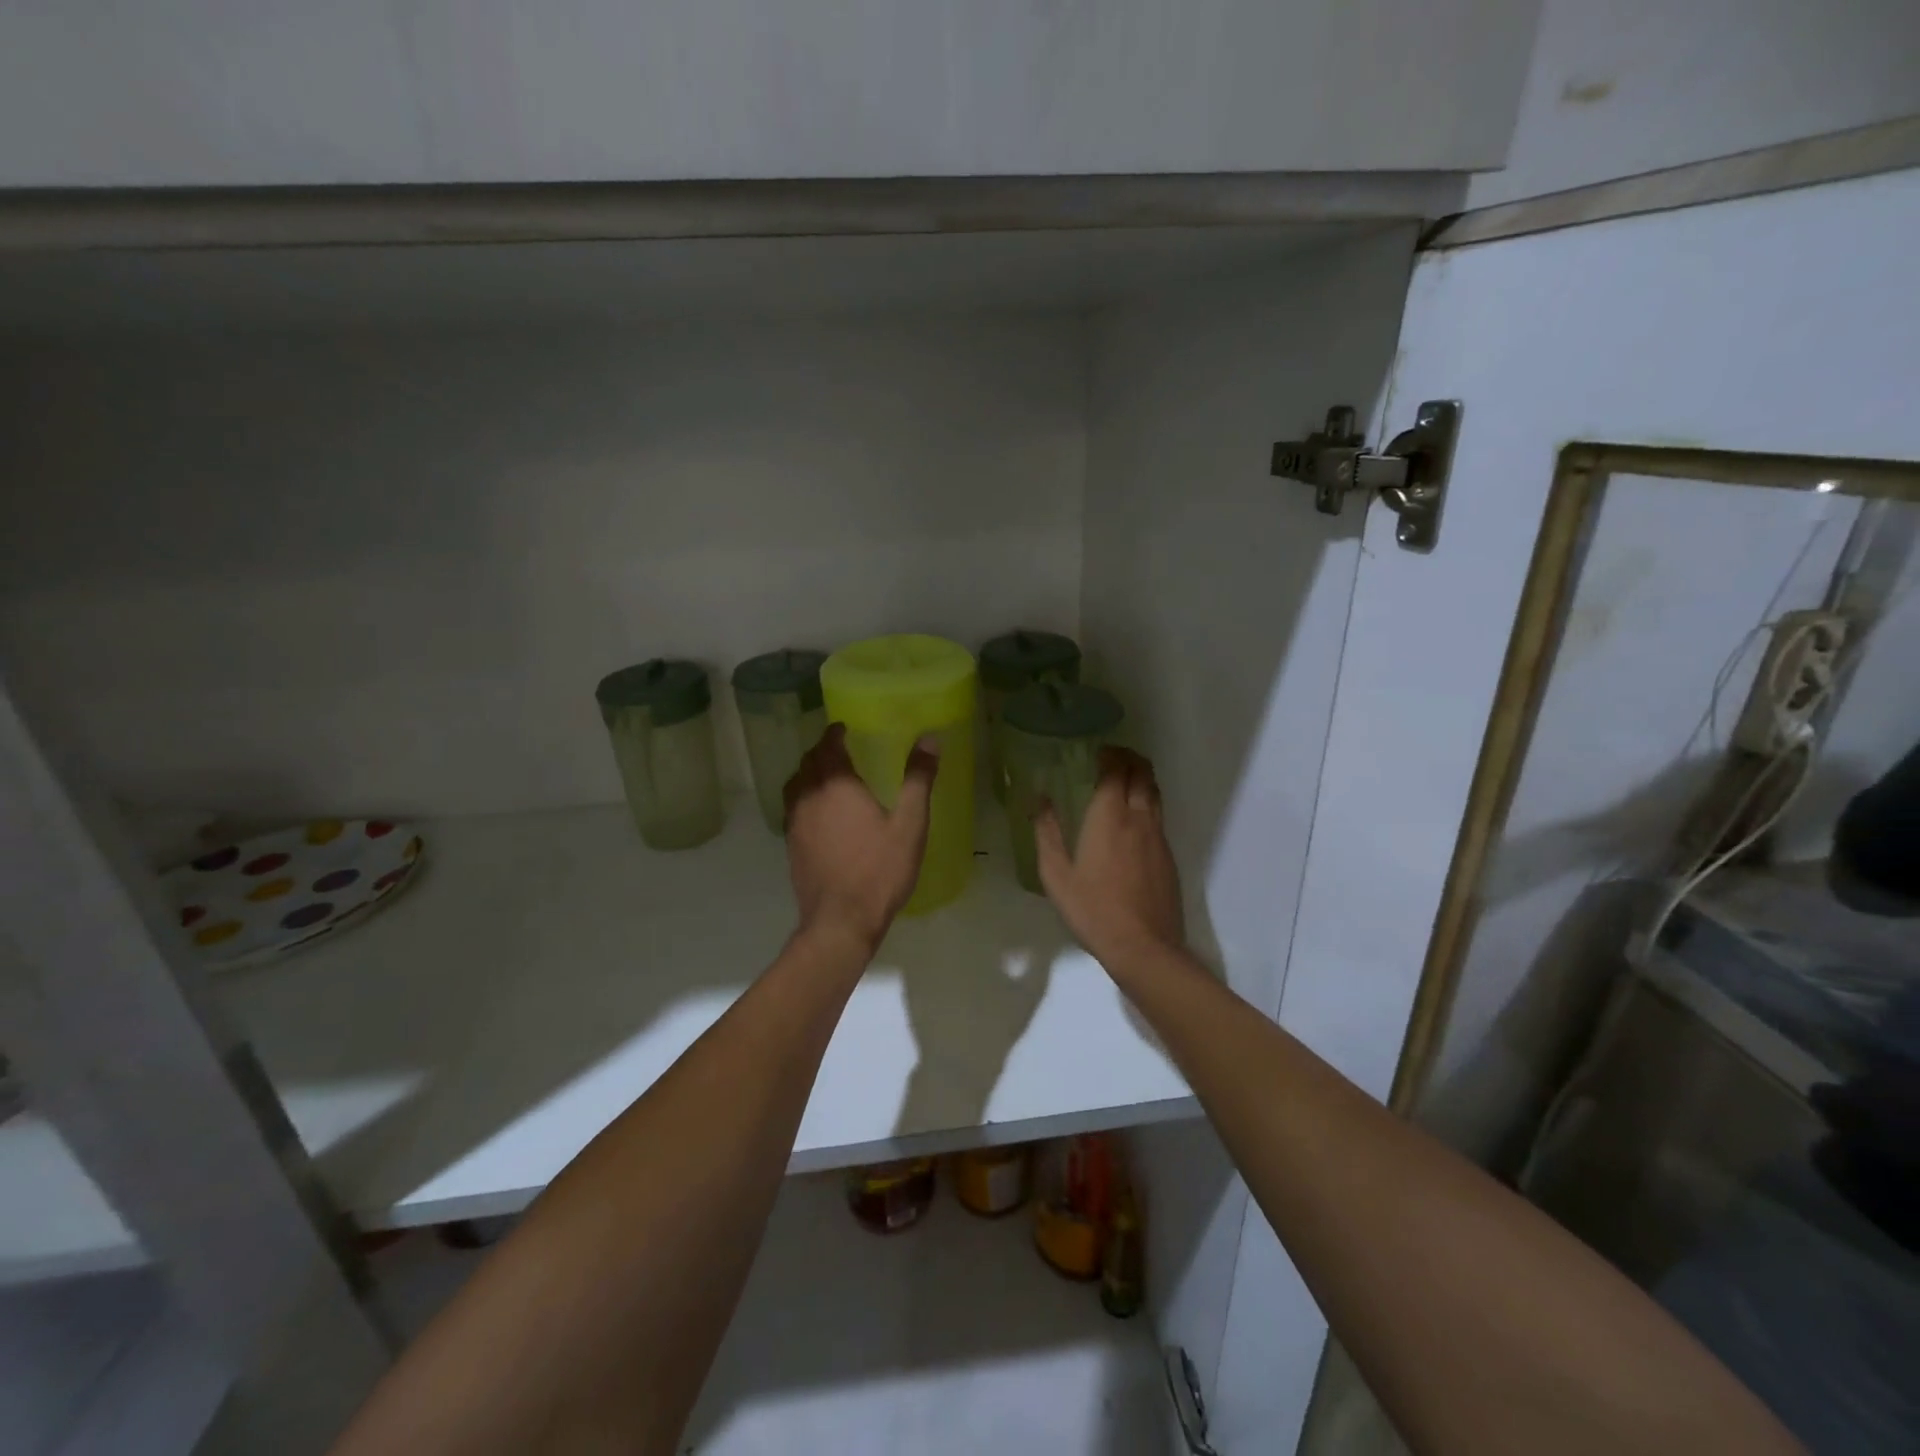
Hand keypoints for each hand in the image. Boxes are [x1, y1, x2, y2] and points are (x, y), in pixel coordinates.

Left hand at [784, 723, 938, 954]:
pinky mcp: (791, 845)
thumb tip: (929, 738)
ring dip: (809, 772)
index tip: (843, 728)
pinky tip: (819, 811)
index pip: (828, 746)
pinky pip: (793, 808)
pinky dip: (804, 797)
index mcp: (836, 785)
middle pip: (808, 762)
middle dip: (822, 750)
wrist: (840, 920)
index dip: (834, 733)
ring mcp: (795, 822)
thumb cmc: (880, 869)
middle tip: (839, 748)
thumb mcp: (910, 824)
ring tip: (826, 774)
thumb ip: (918, 779)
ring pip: (795, 784)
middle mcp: (809, 796)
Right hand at [1035, 746, 1184, 966]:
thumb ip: (1047, 832)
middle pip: (1142, 773)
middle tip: (1112, 757)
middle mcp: (1138, 818)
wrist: (1143, 947)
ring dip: (1141, 777)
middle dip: (1129, 758)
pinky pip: (1159, 815)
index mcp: (1109, 817)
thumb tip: (1039, 799)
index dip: (1109, 755)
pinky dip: (1147, 801)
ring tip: (1125, 778)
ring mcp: (1158, 836)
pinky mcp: (1168, 855)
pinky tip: (1134, 817)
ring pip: (1155, 792)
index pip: (1115, 770)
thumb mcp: (1056, 874)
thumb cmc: (1093, 910)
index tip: (1097, 751)